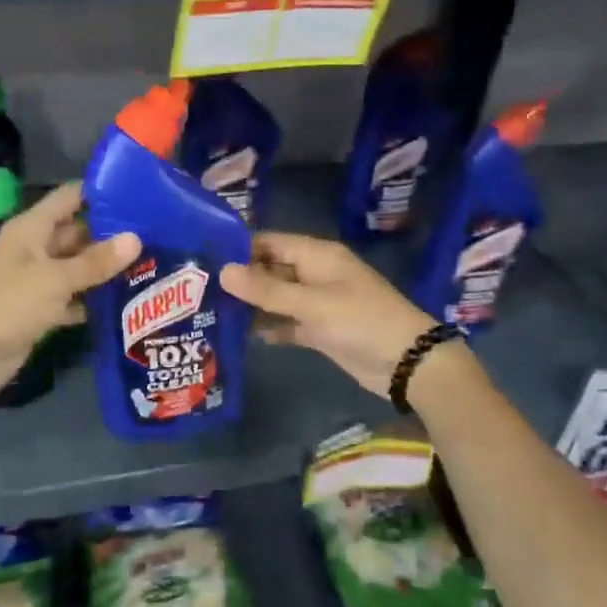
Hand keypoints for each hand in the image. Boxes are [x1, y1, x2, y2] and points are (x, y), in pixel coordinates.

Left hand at [0, 181, 139, 398]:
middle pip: (77, 233)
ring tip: (151, 266)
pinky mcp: (39, 310)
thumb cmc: (7, 304)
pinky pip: (71, 298)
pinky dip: (92, 300)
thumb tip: (135, 238)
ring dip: (104, 270)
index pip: (69, 198)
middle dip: (111, 236)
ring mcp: (35, 280)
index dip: (100, 193)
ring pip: (76, 268)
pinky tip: (126, 303)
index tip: (139, 194)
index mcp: (32, 228)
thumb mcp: (55, 279)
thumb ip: (95, 261)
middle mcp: (34, 248)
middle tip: (156, 236)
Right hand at [220, 232, 435, 398]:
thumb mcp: (312, 304)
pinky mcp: (320, 329)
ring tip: (209, 311)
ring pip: (276, 297)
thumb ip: (267, 290)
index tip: (202, 258)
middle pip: (269, 269)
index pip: (269, 242)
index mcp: (316, 256)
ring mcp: (317, 302)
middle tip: (197, 288)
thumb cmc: (361, 322)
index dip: (238, 248)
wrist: (409, 364)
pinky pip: (286, 321)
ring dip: (251, 304)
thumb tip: (223, 271)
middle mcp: (314, 274)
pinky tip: (239, 335)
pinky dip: (268, 326)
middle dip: (239, 278)